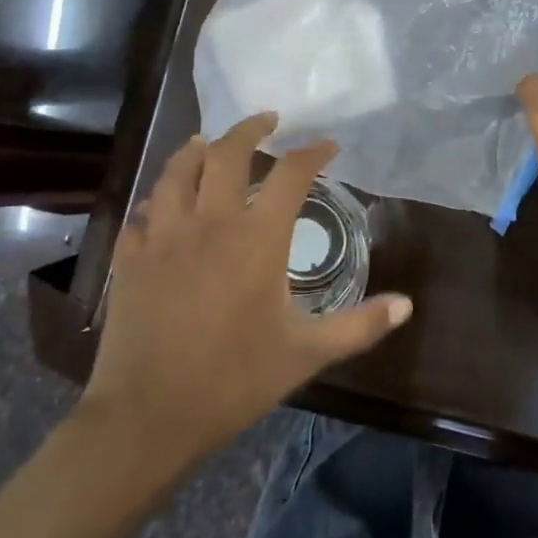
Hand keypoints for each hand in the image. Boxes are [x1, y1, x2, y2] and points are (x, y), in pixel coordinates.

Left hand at [80, 114, 411, 466]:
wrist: (150, 416)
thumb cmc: (235, 380)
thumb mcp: (307, 354)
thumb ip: (359, 326)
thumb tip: (407, 305)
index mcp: (257, 239)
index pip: (291, 174)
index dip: (313, 152)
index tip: (328, 145)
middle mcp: (211, 223)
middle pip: (228, 153)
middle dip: (250, 128)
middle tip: (267, 121)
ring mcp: (164, 236)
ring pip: (178, 171)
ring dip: (197, 150)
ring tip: (210, 143)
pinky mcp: (130, 258)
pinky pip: (143, 211)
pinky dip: (159, 199)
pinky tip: (164, 204)